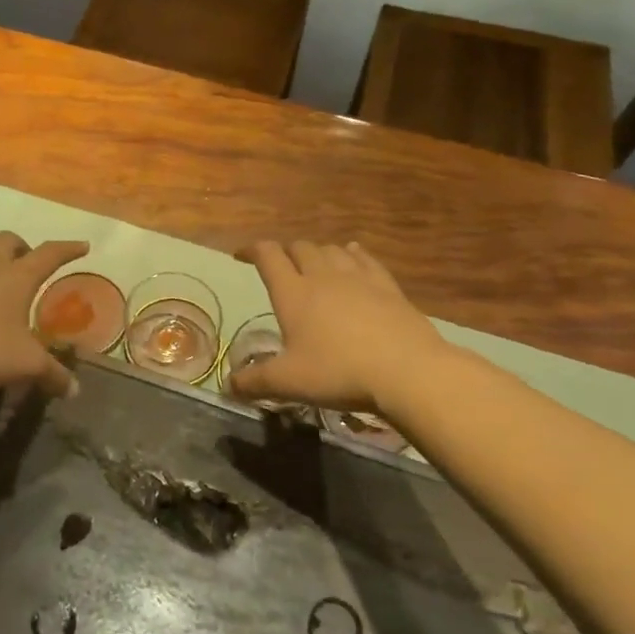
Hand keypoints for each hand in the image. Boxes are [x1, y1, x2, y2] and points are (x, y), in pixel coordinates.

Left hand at [0, 232, 87, 397]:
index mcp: (17, 276)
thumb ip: (52, 374)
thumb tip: (73, 390)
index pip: (49, 254)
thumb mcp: (25, 364)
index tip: (83, 245)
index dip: (68, 249)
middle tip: (33, 264)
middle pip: (8, 241)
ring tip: (7, 292)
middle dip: (24, 248)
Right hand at [228, 240, 450, 412]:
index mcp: (293, 293)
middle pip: (299, 248)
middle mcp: (322, 276)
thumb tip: (228, 385)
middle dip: (285, 252)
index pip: (268, 256)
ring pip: (331, 250)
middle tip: (279, 267)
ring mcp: (358, 277)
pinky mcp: (387, 286)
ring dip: (317, 252)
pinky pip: (365, 259)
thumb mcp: (288, 383)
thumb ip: (255, 382)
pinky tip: (353, 255)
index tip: (242, 255)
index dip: (252, 250)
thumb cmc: (338, 372)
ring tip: (313, 264)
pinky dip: (352, 254)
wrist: (406, 370)